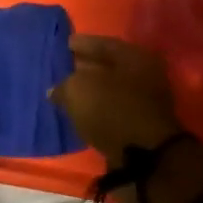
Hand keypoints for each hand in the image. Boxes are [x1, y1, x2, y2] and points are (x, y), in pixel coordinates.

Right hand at [51, 35, 202, 202]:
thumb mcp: (78, 89)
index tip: (62, 45)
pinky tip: (78, 113)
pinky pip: (111, 111)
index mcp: (135, 56)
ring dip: (90, 92)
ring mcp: (145, 102)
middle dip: (84, 68)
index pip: (103, 43)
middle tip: (61, 69)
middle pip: (109, 67)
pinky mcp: (139, 126)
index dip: (80, 44)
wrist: (144, 159)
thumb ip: (64, 84)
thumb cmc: (112, 111)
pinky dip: (95, 111)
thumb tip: (56, 89)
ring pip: (110, 90)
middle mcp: (145, 75)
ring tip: (65, 93)